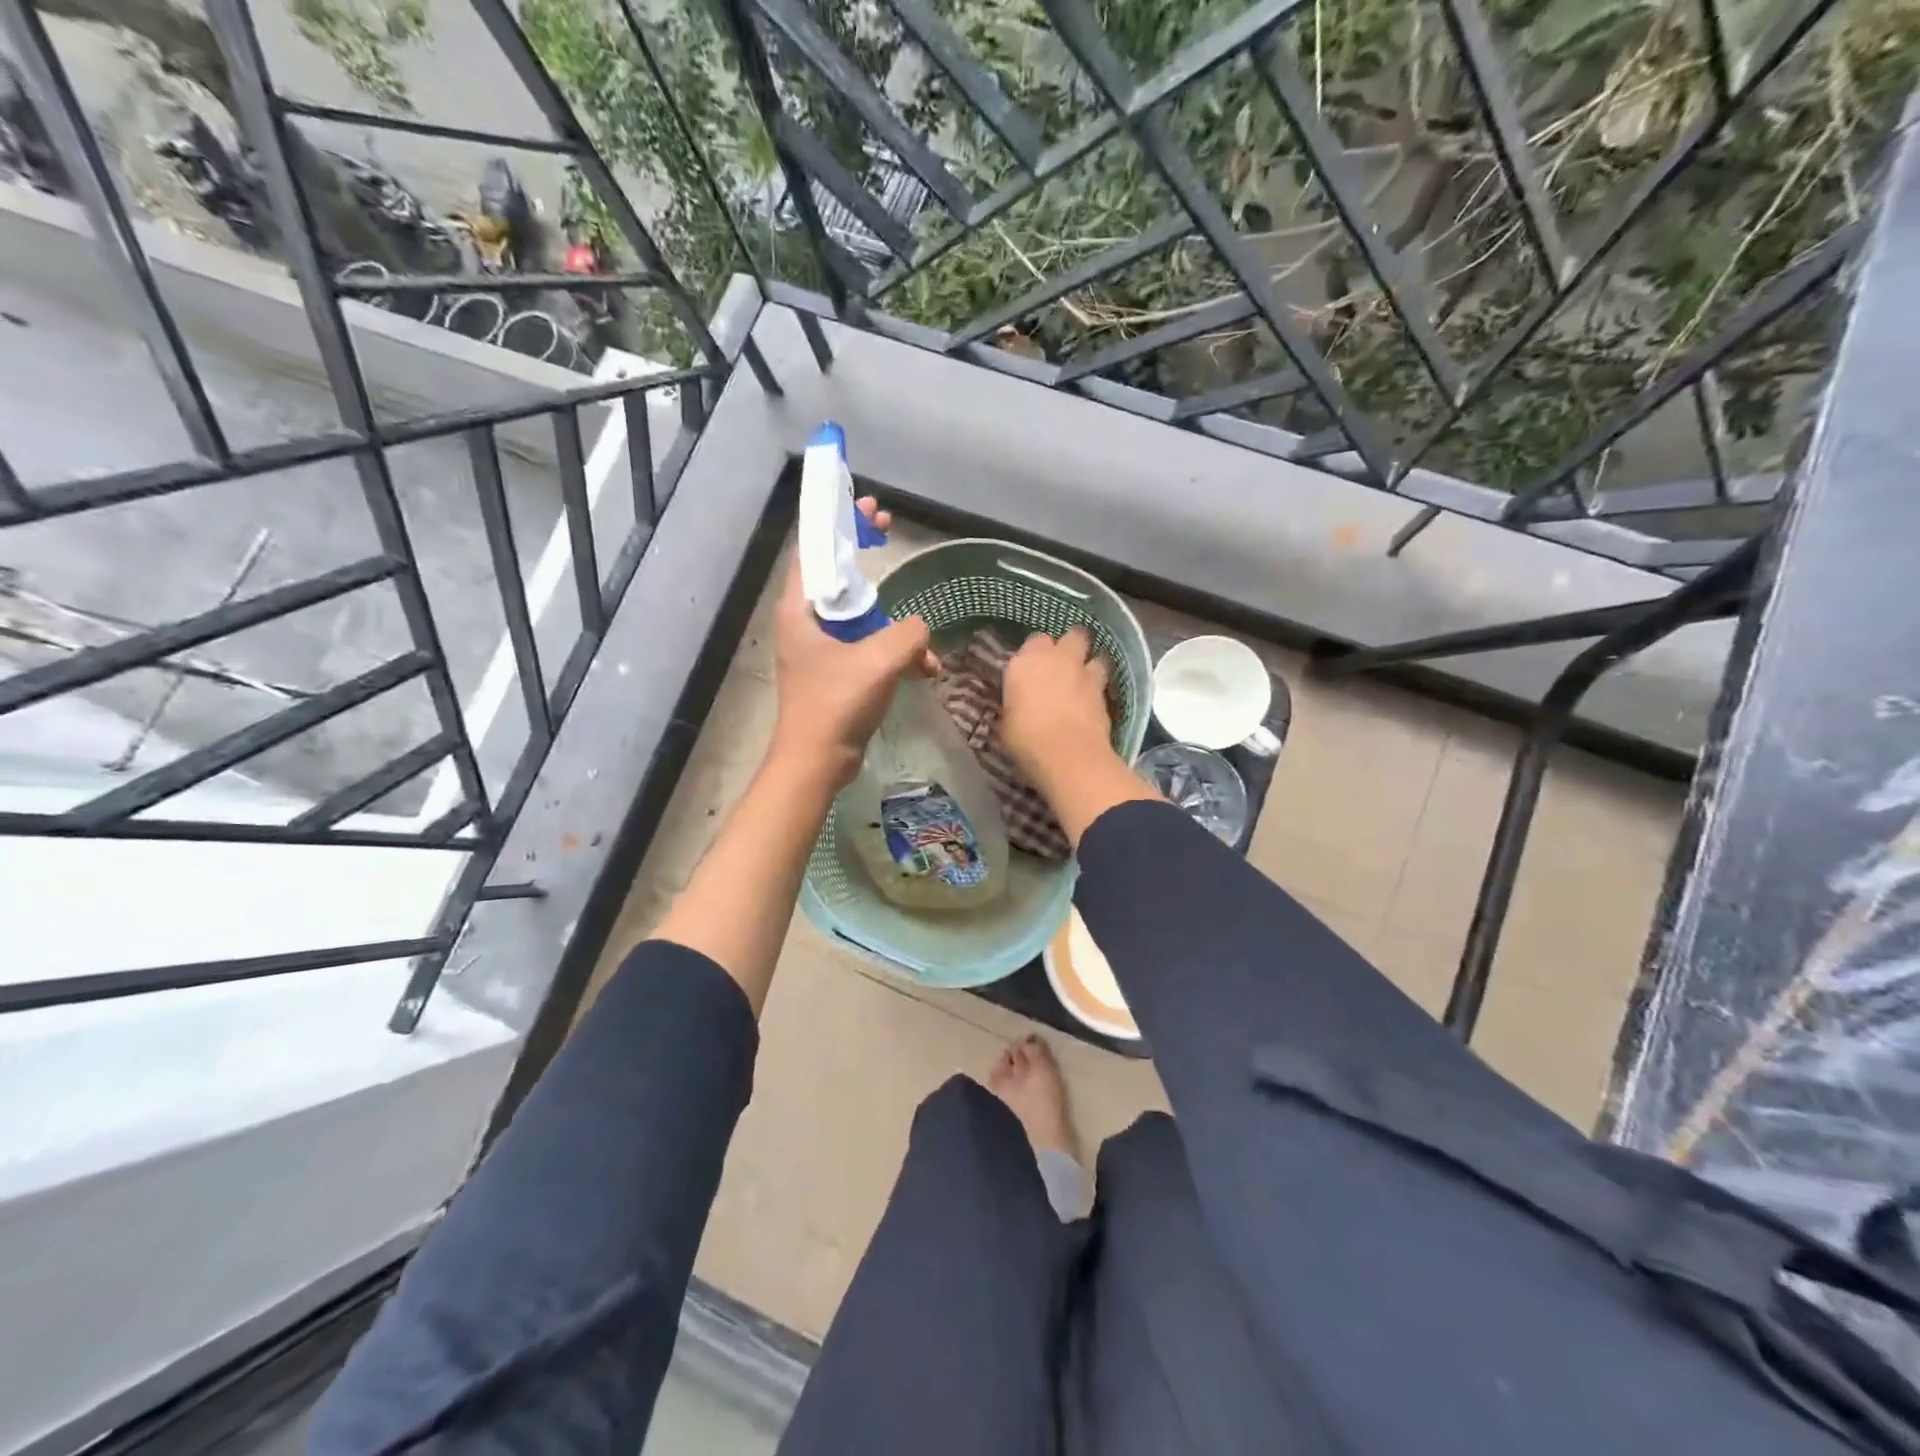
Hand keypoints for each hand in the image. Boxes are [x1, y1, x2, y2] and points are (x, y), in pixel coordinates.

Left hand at [770, 498, 936, 787]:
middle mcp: (806, 623)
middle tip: (887, 532)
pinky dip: (895, 654)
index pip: (813, 550)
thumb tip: (921, 627)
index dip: (838, 523)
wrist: (818, 762)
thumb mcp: (879, 660)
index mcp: (801, 610)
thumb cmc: (836, 704)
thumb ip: (908, 632)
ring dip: (895, 625)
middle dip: (867, 560)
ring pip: (860, 617)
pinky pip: (869, 649)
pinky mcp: (837, 673)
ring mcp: (821, 650)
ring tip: (924, 644)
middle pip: (838, 576)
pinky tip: (924, 670)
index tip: (865, 508)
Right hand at [1000, 626, 1115, 787]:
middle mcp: (1057, 658)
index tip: (1032, 667)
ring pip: (1096, 655)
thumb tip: (1019, 703)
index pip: (1034, 641)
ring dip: (1091, 664)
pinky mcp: (1105, 692)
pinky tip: (1093, 702)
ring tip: (1085, 680)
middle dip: (1070, 645)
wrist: (1067, 753)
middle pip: (1072, 636)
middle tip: (1064, 663)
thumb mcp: (1007, 720)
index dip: (1036, 653)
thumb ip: (1016, 702)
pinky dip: (1099, 689)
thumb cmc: (1025, 738)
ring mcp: (1085, 672)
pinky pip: (1104, 682)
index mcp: (1025, 661)